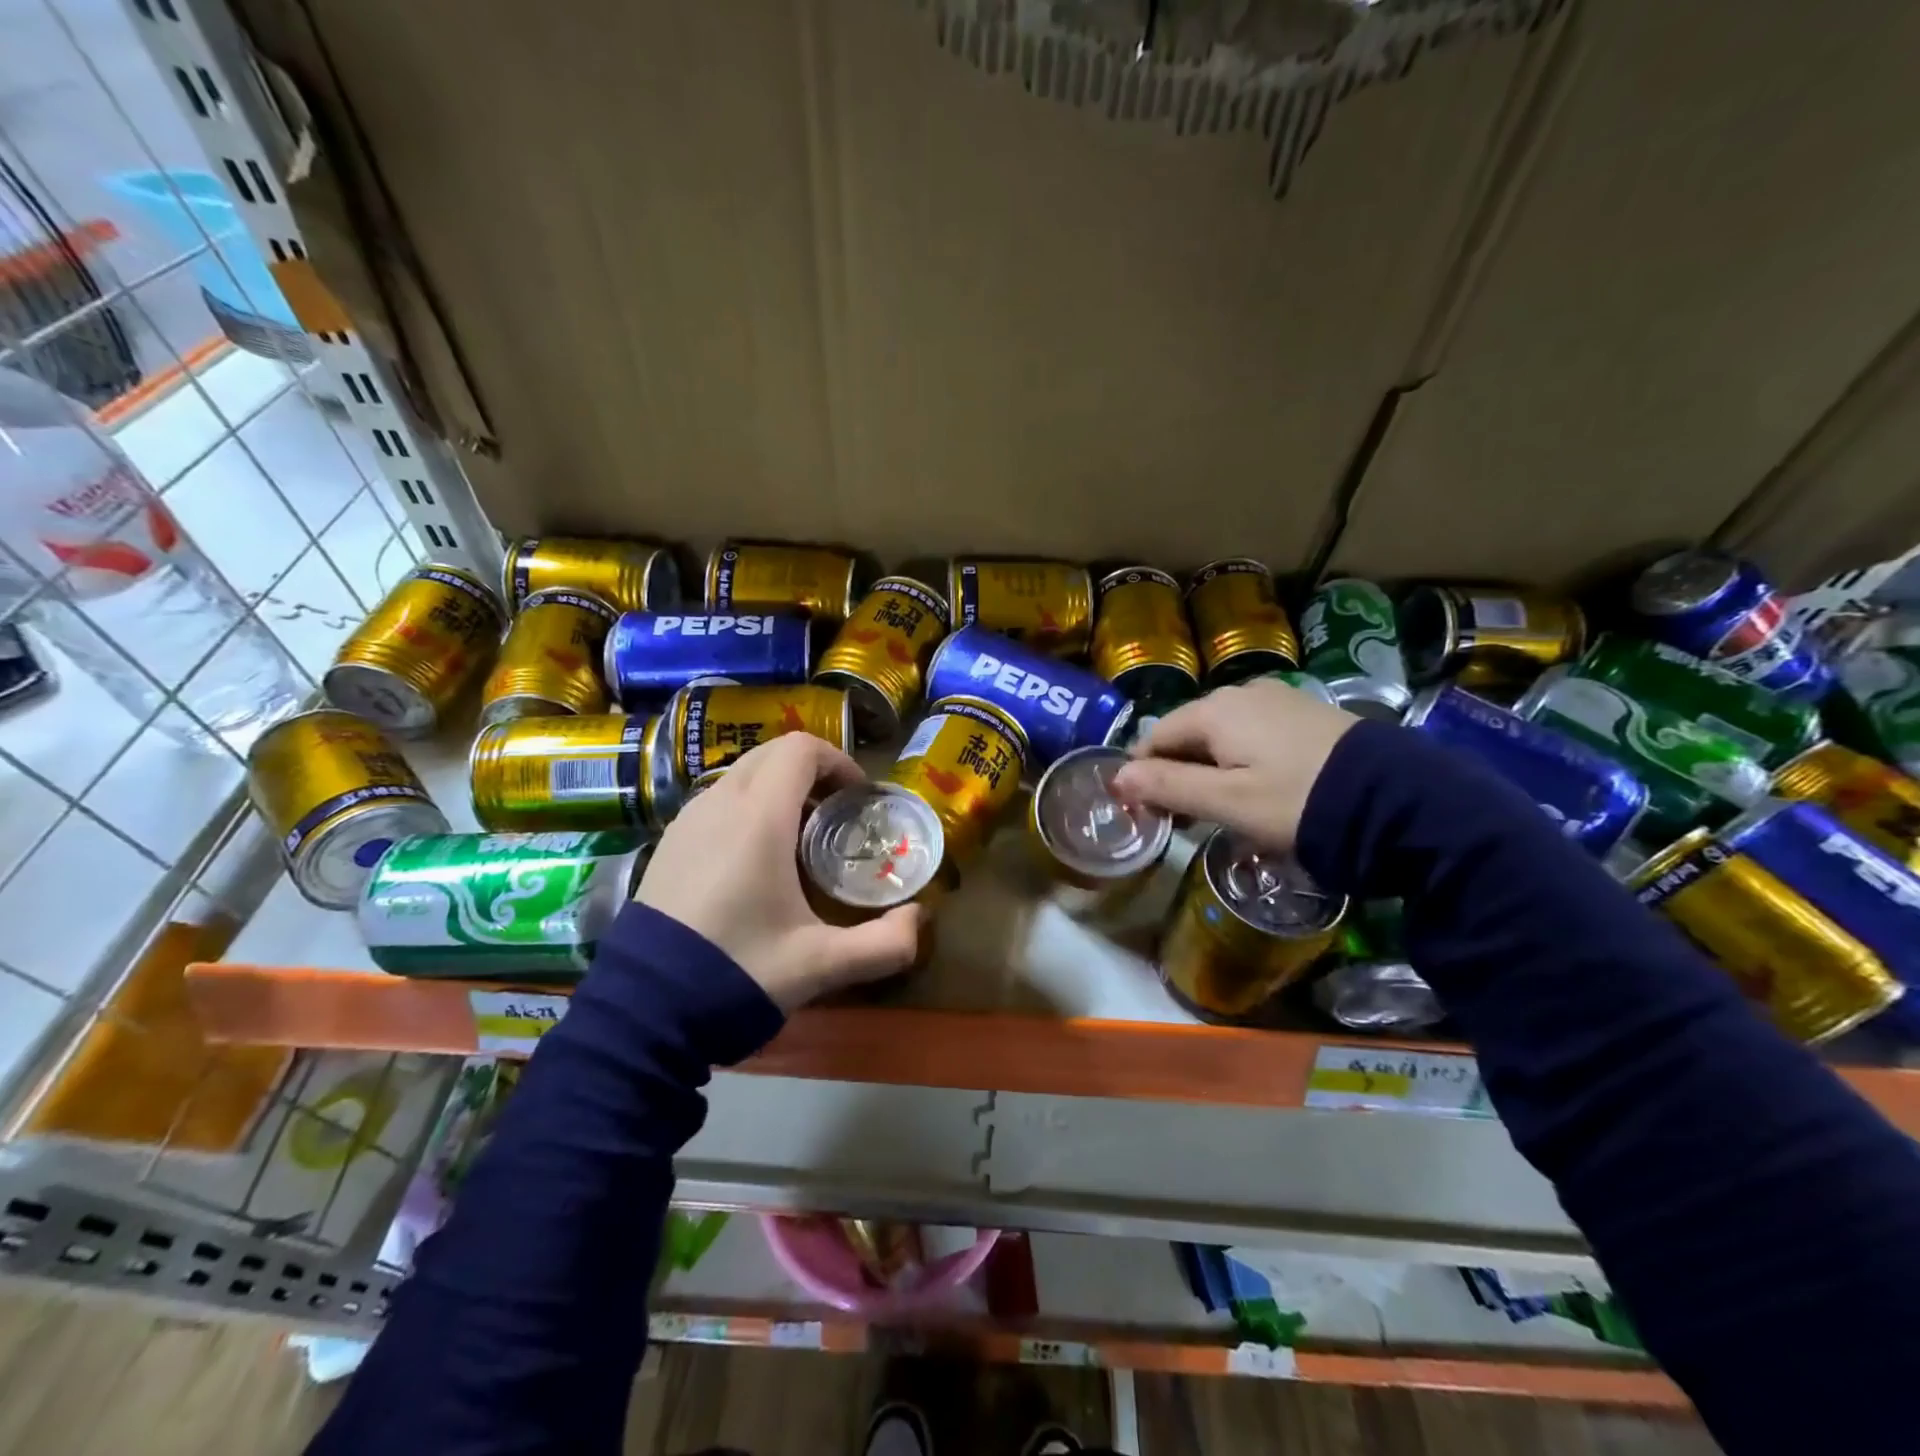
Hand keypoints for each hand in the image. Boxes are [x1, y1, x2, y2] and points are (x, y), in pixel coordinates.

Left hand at [635, 734, 921, 1010]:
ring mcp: (686, 821)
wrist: (643, 1011)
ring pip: (741, 776)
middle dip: (811, 772)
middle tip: (837, 815)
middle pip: (771, 754)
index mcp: (758, 818)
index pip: (800, 749)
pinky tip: (754, 861)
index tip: (858, 798)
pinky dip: (746, 807)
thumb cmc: (738, 972)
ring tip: (799, 839)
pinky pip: (716, 801)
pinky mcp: (668, 844)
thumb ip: (883, 945)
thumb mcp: (820, 964)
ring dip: (777, 789)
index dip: (837, 761)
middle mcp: (719, 804)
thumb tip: (920, 922)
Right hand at [1110, 678, 1358, 849]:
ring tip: (1221, 812)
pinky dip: (1242, 761)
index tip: (1148, 814)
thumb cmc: (1300, 803)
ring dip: (1209, 770)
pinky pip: (1255, 735)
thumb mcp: (1228, 802)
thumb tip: (1116, 777)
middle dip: (1176, 774)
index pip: (1155, 737)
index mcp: (1215, 711)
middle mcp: (1242, 693)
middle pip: (1188, 734)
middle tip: (1184, 822)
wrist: (1401, 802)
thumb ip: (1168, 786)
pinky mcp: (1307, 714)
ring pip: (1222, 735)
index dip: (1143, 774)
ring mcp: (1279, 700)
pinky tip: (1259, 791)